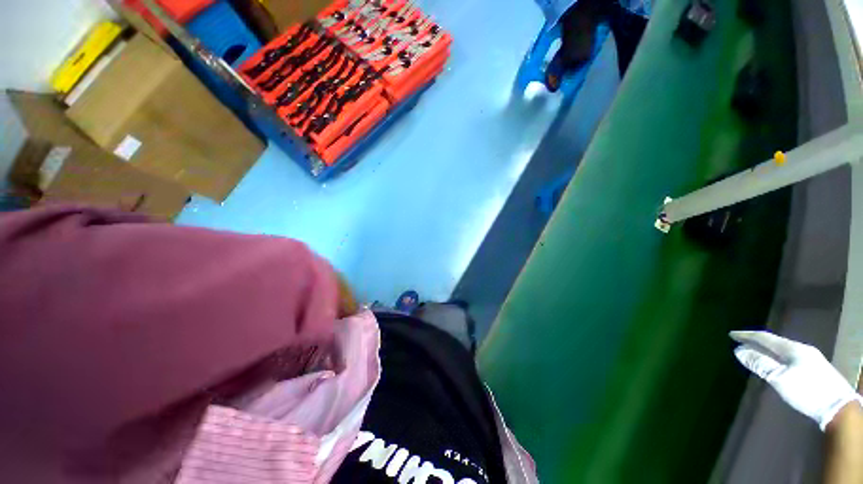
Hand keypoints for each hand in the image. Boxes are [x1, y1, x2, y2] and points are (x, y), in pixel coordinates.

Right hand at [730, 330, 862, 430]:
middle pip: (775, 343)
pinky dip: (777, 358)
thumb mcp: (780, 378)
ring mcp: (810, 359)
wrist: (838, 407)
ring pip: (783, 351)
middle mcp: (801, 349)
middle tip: (741, 344)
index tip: (731, 335)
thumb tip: (738, 351)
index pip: (765, 338)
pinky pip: (789, 358)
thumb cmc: (806, 391)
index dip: (747, 336)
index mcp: (792, 349)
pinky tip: (777, 365)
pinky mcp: (814, 368)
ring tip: (756, 354)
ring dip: (767, 351)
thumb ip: (760, 364)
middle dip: (757, 343)